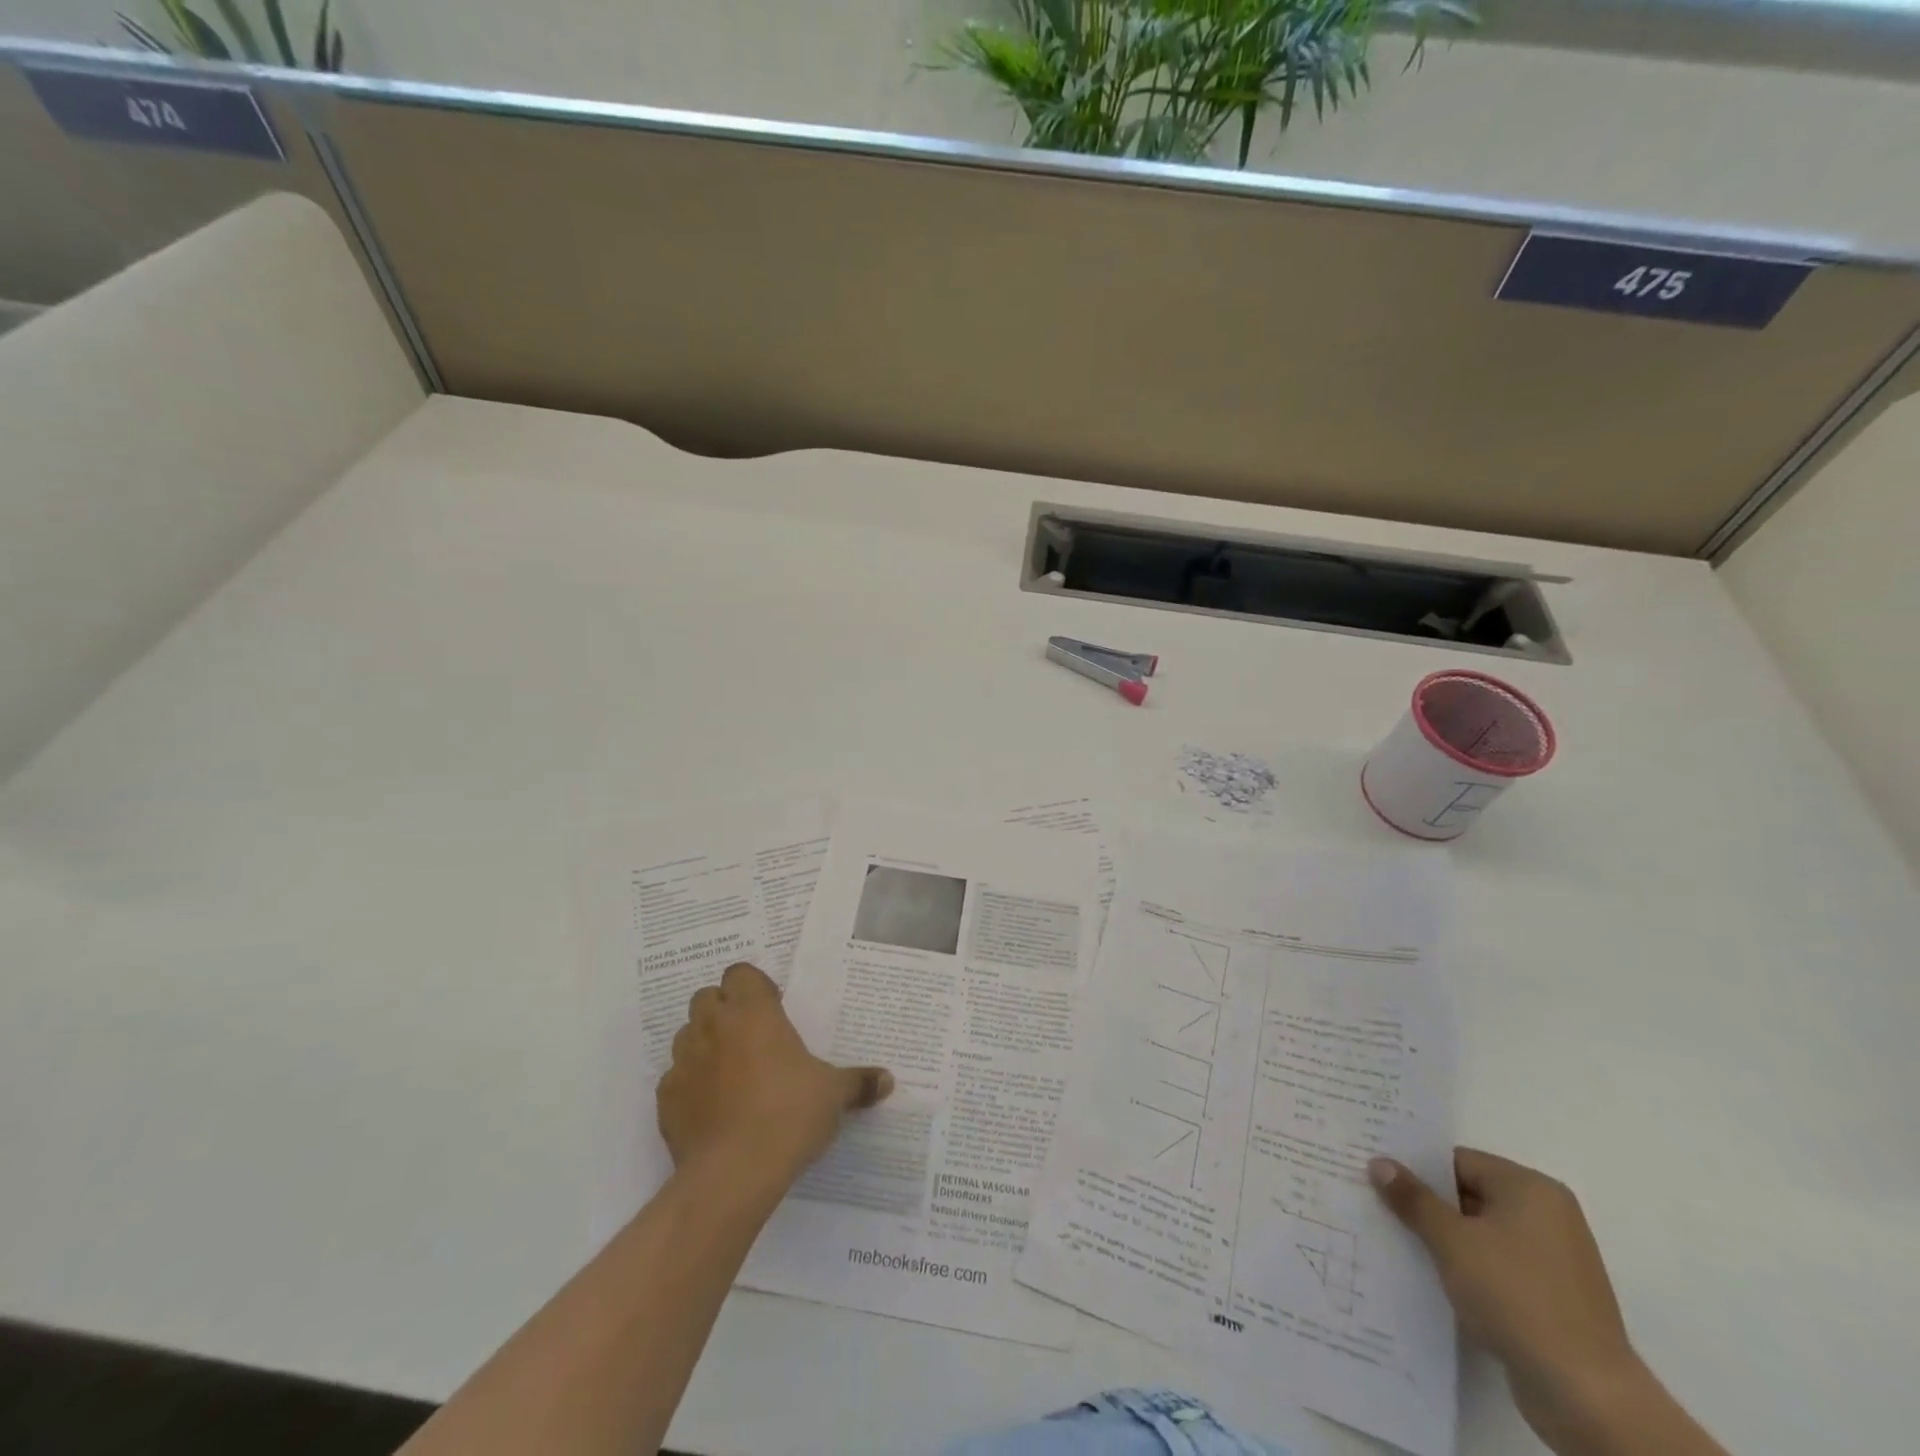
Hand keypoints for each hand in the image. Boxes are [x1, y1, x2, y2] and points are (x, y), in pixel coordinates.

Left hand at [658, 962, 892, 1188]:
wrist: (732, 1174)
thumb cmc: (789, 1114)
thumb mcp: (833, 1095)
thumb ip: (858, 1082)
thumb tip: (887, 1080)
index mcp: (753, 1013)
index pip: (740, 973)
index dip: (754, 986)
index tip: (773, 1008)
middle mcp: (713, 1027)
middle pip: (707, 997)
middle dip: (725, 1009)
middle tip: (751, 1036)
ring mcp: (684, 1062)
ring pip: (687, 1034)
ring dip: (705, 1043)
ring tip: (731, 1071)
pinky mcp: (666, 1100)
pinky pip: (676, 1079)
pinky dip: (691, 1085)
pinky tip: (712, 1108)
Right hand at [1369, 1149, 1644, 1453]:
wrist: (1586, 1396)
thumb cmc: (1515, 1295)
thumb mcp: (1451, 1240)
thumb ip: (1413, 1198)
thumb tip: (1379, 1163)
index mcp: (1530, 1188)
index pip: (1458, 1161)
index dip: (1416, 1167)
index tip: (1377, 1175)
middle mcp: (1549, 1216)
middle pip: (1470, 1195)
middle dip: (1426, 1204)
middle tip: (1376, 1203)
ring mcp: (1555, 1261)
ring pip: (1482, 1234)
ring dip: (1445, 1240)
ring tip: (1396, 1240)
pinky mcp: (1553, 1300)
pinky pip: (1498, 1268)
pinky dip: (1468, 1270)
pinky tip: (1432, 1278)